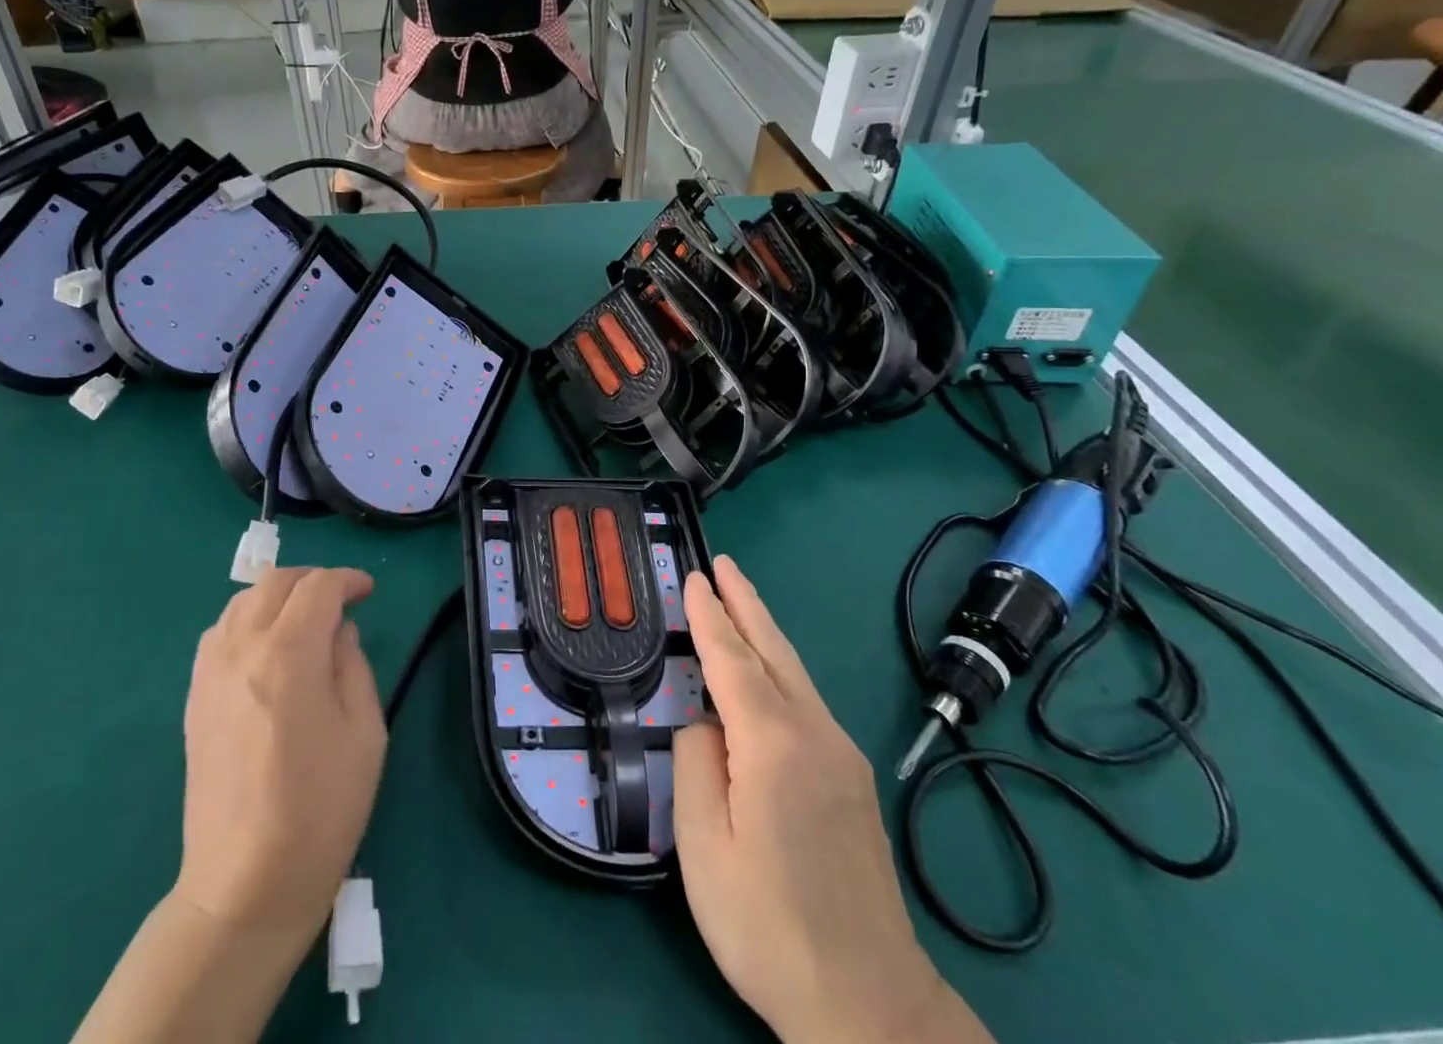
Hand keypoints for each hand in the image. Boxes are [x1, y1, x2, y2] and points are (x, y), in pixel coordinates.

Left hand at [176, 567, 385, 945]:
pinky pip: (218, 632)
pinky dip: (246, 620)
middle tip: (340, 601)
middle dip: (313, 580)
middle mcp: (241, 649)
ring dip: (277, 597)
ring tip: (303, 620)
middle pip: (275, 582)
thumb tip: (339, 631)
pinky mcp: (194, 697)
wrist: (245, 885)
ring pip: (241, 601)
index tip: (368, 592)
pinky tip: (265, 648)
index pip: (318, 587)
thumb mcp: (365, 733)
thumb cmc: (320, 810)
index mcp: (288, 654)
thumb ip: (353, 665)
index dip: (348, 579)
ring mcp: (209, 672)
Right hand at [673, 556, 991, 1043]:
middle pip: (772, 650)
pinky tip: (767, 670)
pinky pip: (807, 700)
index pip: (731, 659)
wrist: (870, 1005)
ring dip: (763, 629)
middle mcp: (814, 734)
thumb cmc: (769, 925)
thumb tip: (706, 724)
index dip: (708, 615)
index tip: (692, 577)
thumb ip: (695, 764)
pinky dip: (778, 665)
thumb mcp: (703, 846)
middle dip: (744, 602)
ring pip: (795, 672)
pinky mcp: (853, 779)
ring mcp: (841, 755)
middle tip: (723, 564)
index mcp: (772, 743)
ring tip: (739, 598)